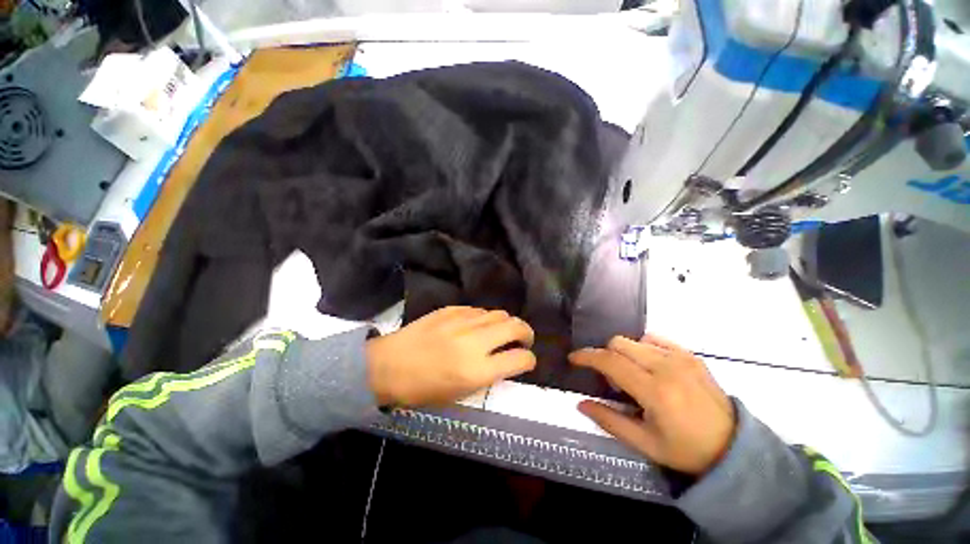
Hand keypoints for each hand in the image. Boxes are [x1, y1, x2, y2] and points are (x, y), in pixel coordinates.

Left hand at [367, 306, 535, 406]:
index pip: (520, 359)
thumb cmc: (422, 389)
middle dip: (526, 333)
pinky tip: (478, 325)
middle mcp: (474, 342)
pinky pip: (478, 310)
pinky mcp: (450, 309)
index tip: (527, 360)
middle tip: (523, 339)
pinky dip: (485, 318)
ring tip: (501, 331)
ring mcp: (462, 321)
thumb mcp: (460, 393)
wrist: (388, 366)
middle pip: (515, 326)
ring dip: (506, 323)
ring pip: (498, 313)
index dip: (529, 360)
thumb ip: (488, 375)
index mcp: (477, 370)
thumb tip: (505, 361)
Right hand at [569, 334, 734, 474]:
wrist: (734, 447)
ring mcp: (681, 357)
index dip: (586, 356)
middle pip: (619, 343)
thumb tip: (581, 403)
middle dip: (605, 355)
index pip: (610, 361)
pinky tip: (648, 366)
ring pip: (635, 340)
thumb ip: (610, 421)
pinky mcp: (690, 355)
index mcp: (655, 391)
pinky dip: (642, 348)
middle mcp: (667, 366)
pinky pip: (655, 339)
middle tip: (610, 379)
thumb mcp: (645, 444)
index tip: (573, 358)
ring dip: (623, 353)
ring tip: (632, 375)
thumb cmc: (686, 450)